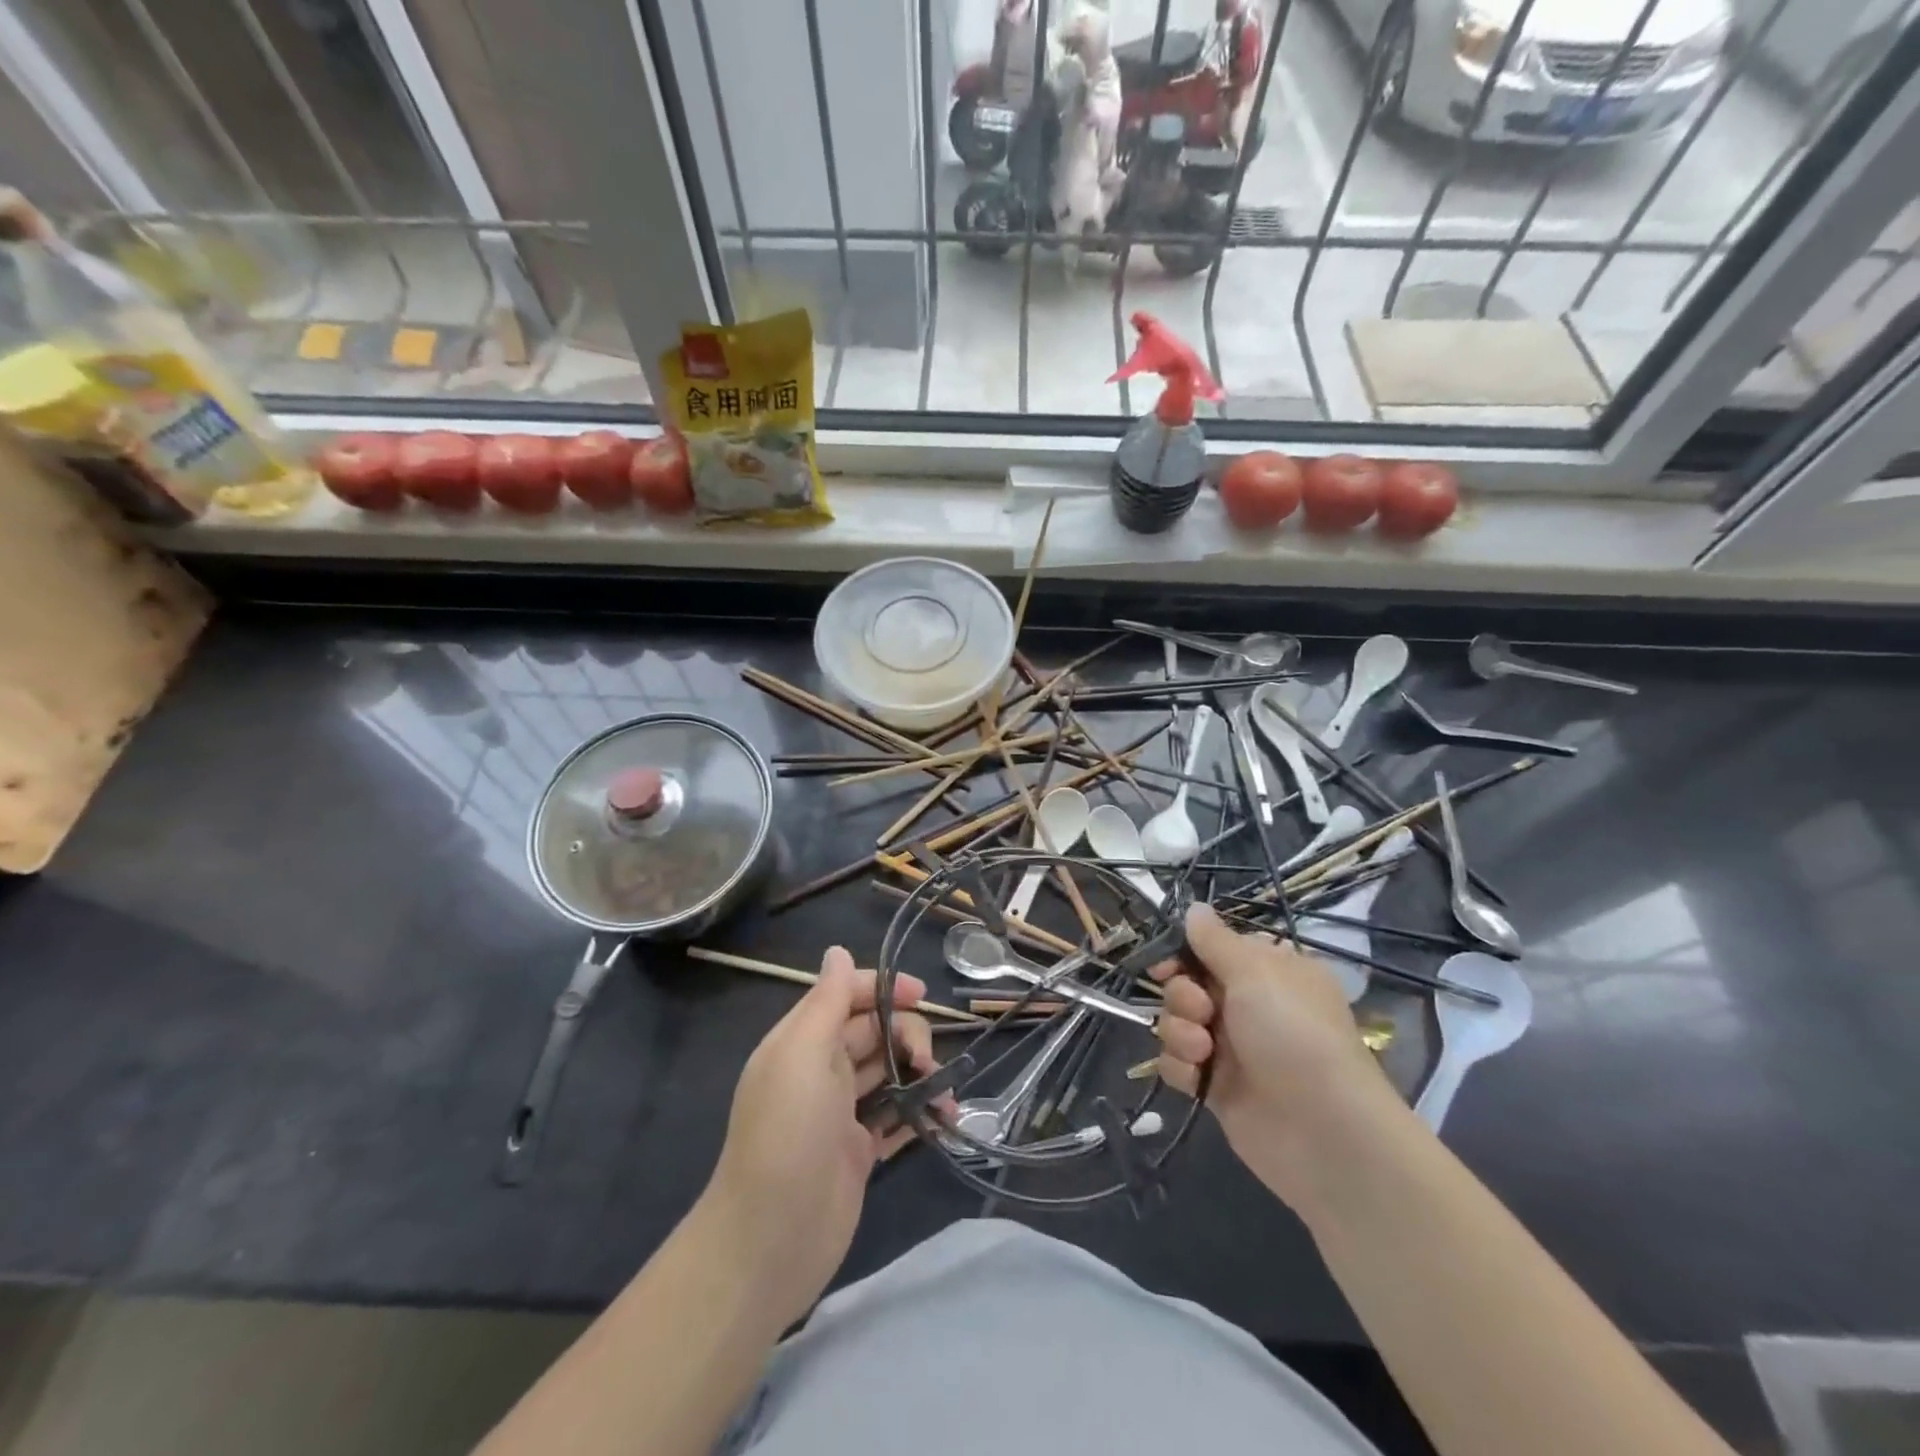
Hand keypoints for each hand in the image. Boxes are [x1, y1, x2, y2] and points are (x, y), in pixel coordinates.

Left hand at [698, 949, 933, 1329]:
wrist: (770, 1240)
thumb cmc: (788, 1132)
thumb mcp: (803, 1053)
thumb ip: (826, 1001)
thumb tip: (837, 951)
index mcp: (801, 1042)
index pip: (845, 997)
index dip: (882, 989)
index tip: (922, 994)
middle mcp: (820, 1072)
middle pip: (873, 1033)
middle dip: (907, 1034)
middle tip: (927, 1060)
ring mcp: (840, 1115)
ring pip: (888, 1074)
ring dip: (920, 1074)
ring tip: (945, 1095)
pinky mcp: (858, 1154)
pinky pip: (896, 1120)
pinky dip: (920, 1114)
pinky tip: (945, 1119)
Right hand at [1154, 904, 1403, 1208]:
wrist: (1321, 1131)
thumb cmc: (1292, 1033)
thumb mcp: (1255, 972)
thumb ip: (1215, 940)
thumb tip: (1195, 908)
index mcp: (1268, 971)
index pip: (1213, 948)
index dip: (1183, 953)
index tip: (1166, 962)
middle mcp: (1250, 1005)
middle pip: (1186, 984)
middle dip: (1183, 996)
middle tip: (1202, 1011)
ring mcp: (1231, 1047)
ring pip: (1177, 1022)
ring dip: (1180, 1032)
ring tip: (1203, 1052)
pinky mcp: (1216, 1086)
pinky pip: (1177, 1063)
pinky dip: (1181, 1067)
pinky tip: (1198, 1078)